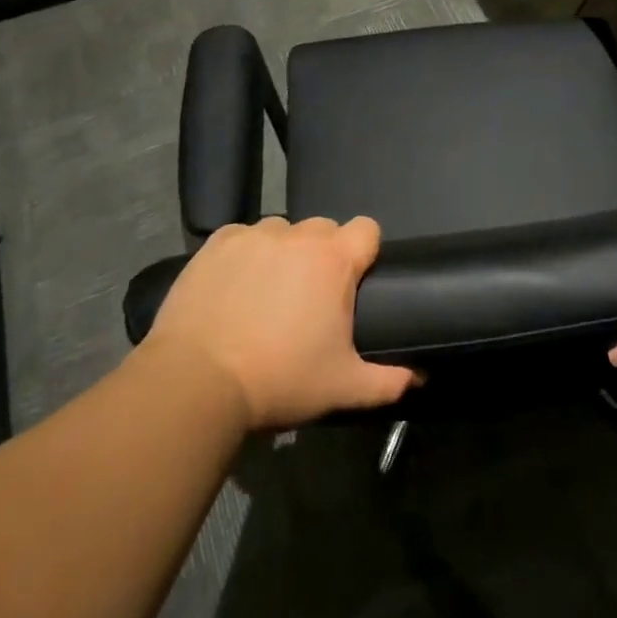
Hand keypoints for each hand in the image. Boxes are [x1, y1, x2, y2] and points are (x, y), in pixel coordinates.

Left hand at [141, 217, 417, 429]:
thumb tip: (420, 377)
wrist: (196, 382)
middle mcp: (298, 235)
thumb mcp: (343, 387)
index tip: (355, 281)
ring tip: (268, 293)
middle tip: (310, 298)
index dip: (366, 251)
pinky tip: (234, 287)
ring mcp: (254, 235)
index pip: (368, 229)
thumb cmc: (280, 379)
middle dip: (324, 255)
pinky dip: (244, 254)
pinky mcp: (216, 244)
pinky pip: (242, 237)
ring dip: (283, 253)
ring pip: (282, 231)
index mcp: (335, 259)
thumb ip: (389, 381)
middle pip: (325, 229)